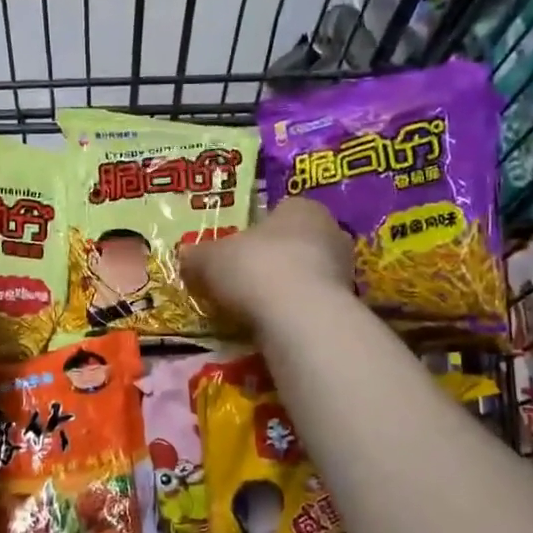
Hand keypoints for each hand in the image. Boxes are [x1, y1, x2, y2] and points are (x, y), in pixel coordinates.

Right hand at [181, 198, 353, 329]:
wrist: (299, 318)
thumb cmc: (255, 269)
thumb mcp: (209, 259)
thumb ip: (197, 255)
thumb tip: (185, 255)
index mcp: (302, 207)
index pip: (279, 210)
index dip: (255, 229)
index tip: (235, 249)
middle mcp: (330, 231)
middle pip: (295, 242)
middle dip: (273, 259)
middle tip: (242, 277)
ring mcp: (345, 270)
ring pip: (306, 274)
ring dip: (285, 287)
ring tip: (254, 306)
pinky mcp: (347, 305)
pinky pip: (312, 303)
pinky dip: (294, 311)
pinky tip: (273, 324)